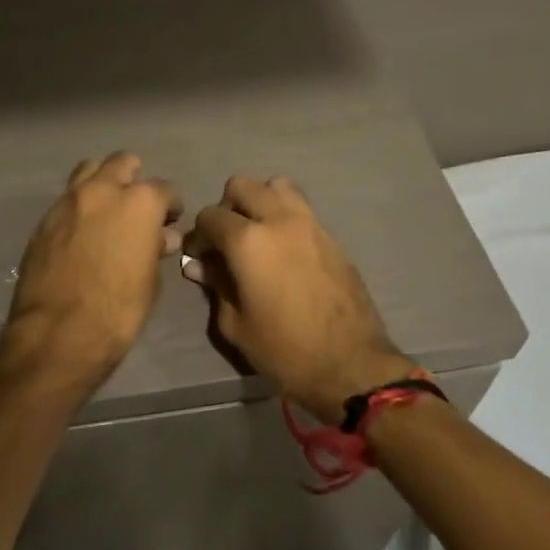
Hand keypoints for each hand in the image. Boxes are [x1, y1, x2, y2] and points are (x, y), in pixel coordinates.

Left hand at [6, 153, 183, 380]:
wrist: (58, 332)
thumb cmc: (118, 310)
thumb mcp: (150, 281)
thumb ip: (154, 249)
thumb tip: (159, 238)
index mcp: (139, 202)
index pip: (165, 189)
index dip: (170, 206)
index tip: (169, 221)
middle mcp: (103, 190)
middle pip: (122, 163)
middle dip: (133, 179)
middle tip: (136, 207)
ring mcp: (68, 201)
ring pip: (88, 170)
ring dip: (101, 182)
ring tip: (106, 211)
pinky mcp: (43, 220)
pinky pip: (66, 200)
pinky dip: (78, 208)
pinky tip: (81, 233)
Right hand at [183, 175, 412, 422]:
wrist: (350, 364)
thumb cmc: (284, 350)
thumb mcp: (235, 324)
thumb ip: (216, 285)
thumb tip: (200, 266)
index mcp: (248, 241)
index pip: (210, 216)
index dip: (199, 236)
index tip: (200, 258)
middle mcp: (279, 220)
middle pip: (242, 185)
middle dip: (227, 207)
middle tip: (228, 240)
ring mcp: (310, 224)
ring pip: (278, 186)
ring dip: (262, 201)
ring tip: (259, 234)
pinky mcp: (332, 237)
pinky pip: (302, 209)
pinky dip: (287, 217)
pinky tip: (285, 251)